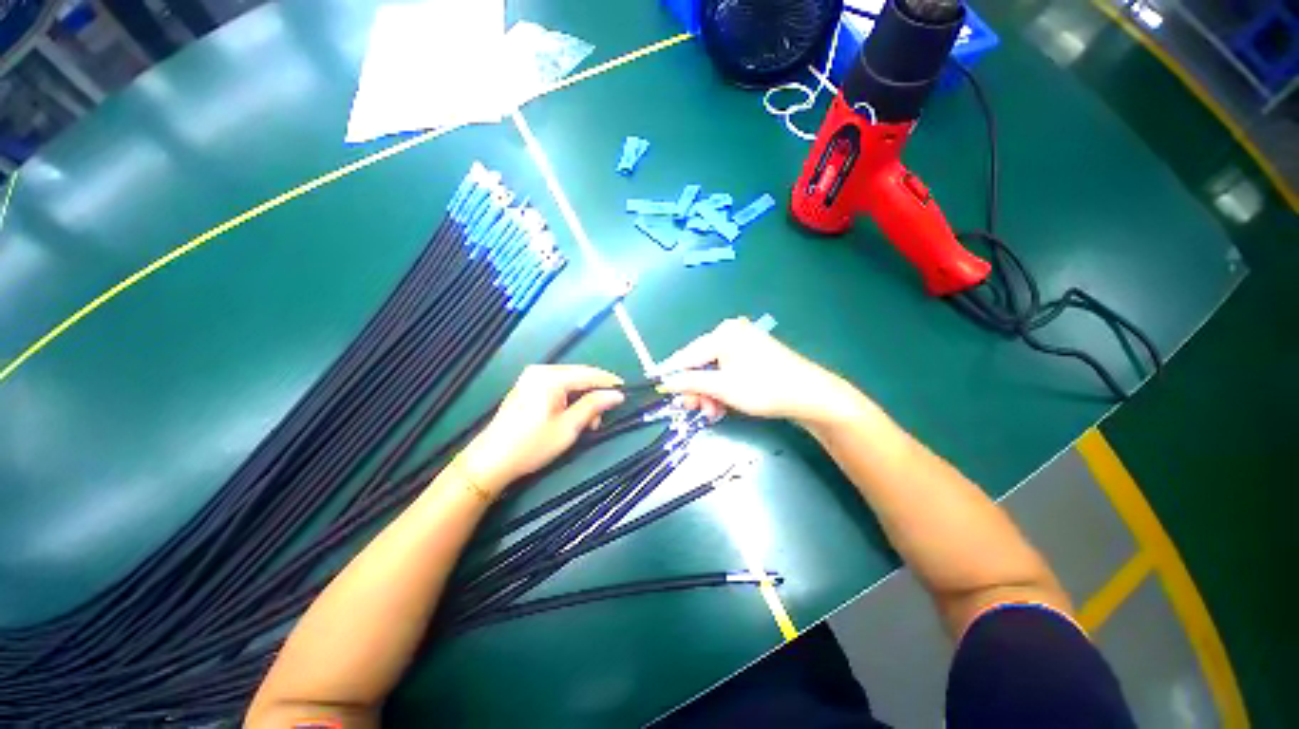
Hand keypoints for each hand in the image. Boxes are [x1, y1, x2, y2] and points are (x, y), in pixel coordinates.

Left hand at [458, 365, 624, 495]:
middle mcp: (541, 371)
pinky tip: (572, 415)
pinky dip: (569, 399)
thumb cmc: (532, 445)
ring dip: (582, 398)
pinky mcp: (527, 387)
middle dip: (594, 394)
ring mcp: (531, 378)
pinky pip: (557, 386)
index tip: (625, 391)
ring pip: (569, 382)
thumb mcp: (568, 427)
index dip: (609, 382)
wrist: (490, 460)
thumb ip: (594, 406)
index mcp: (551, 378)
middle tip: (602, 418)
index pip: (589, 374)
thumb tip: (617, 395)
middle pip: (578, 376)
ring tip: (588, 423)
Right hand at [656, 318, 863, 427]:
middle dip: (696, 389)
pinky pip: (728, 371)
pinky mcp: (753, 355)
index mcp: (723, 334)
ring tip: (713, 412)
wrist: (810, 395)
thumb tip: (666, 382)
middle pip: (701, 364)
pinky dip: (722, 389)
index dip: (672, 374)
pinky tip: (723, 405)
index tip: (659, 389)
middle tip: (694, 410)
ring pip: (714, 371)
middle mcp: (731, 333)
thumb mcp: (722, 387)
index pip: (687, 355)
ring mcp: (744, 344)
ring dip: (709, 393)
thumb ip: (691, 383)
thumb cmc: (764, 388)